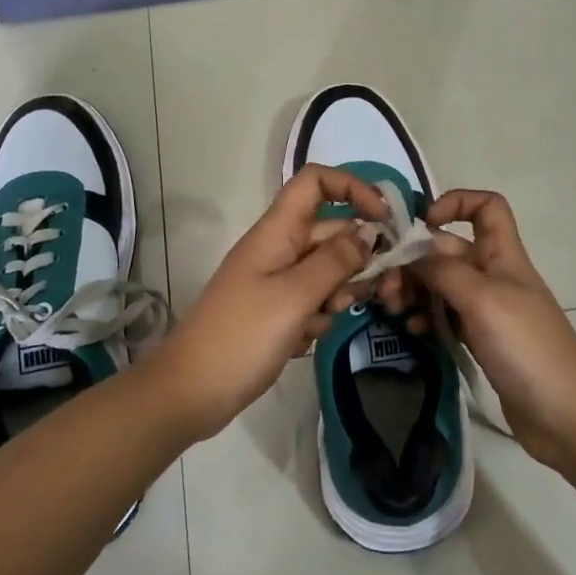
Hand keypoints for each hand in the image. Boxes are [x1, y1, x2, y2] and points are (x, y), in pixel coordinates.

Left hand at [149, 165, 389, 441]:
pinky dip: (319, 316)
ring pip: (327, 268)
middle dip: (360, 255)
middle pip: (331, 230)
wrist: (191, 392)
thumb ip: (335, 261)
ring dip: (340, 290)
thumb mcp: (294, 296)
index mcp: (277, 231)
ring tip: (328, 318)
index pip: (316, 182)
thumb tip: (368, 232)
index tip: (384, 219)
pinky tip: (305, 340)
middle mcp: (279, 247)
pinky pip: (313, 299)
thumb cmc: (241, 337)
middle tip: (384, 290)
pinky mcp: (277, 310)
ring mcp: (276, 279)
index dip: (352, 188)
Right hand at [409, 190, 575, 468]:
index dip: (456, 203)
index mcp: (502, 255)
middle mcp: (494, 275)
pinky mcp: (481, 340)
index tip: (424, 222)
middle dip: (415, 259)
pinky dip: (426, 317)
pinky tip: (412, 331)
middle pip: (449, 249)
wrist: (566, 417)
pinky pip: (445, 316)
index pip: (486, 207)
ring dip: (414, 289)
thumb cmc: (527, 347)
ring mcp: (487, 309)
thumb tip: (414, 251)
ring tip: (393, 308)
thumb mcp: (482, 299)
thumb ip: (444, 270)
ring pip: (442, 283)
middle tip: (386, 285)